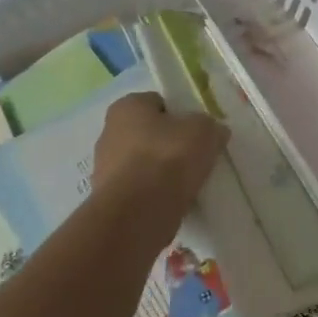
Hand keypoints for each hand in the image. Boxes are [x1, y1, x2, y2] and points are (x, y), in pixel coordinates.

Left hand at [92, 93, 228, 231]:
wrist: (138, 214)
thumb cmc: (168, 158)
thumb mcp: (204, 131)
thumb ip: (210, 127)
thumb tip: (213, 132)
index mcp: (126, 107)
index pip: (158, 103)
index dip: (180, 115)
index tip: (198, 132)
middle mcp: (108, 132)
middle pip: (148, 134)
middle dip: (169, 144)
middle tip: (195, 158)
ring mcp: (104, 168)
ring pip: (143, 164)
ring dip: (161, 172)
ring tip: (188, 184)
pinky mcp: (108, 200)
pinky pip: (139, 191)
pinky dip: (154, 195)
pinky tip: (173, 203)